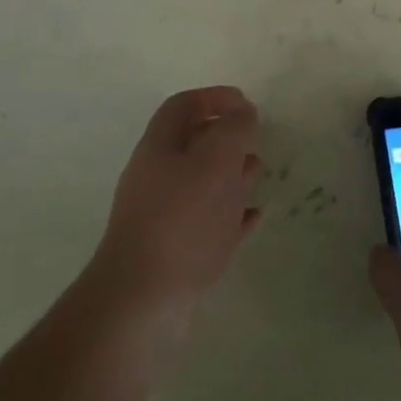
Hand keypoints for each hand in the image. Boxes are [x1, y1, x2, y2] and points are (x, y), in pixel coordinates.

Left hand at [87, 86, 262, 328]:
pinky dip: (231, 214)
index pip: (183, 106)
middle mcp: (156, 176)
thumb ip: (233, 131)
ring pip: (201, 183)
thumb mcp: (214, 163)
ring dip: (230, 174)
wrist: (142, 303)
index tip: (246, 103)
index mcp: (159, 147)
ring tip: (258, 172)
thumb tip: (243, 112)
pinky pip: (208, 223)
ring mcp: (163, 217)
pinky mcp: (175, 253)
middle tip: (256, 139)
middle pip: (192, 143)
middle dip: (225, 136)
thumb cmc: (181, 221)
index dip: (214, 97)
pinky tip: (254, 217)